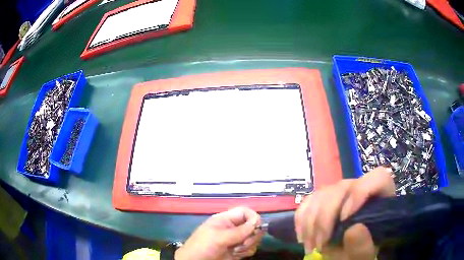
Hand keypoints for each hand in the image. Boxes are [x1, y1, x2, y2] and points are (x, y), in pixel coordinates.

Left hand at [175, 207, 263, 259]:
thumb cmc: (202, 246)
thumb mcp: (219, 237)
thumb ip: (239, 231)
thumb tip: (257, 222)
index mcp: (225, 220)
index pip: (245, 212)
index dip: (253, 218)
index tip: (256, 228)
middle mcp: (233, 228)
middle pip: (252, 226)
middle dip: (251, 235)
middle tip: (243, 243)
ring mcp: (235, 240)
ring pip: (253, 238)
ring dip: (248, 245)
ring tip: (236, 251)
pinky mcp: (238, 251)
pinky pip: (250, 249)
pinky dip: (246, 252)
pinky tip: (236, 255)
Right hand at [295, 167, 395, 259]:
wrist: (345, 253)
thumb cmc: (359, 252)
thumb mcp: (363, 255)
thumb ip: (363, 246)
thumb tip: (354, 229)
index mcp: (380, 198)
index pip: (378, 178)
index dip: (360, 193)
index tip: (345, 220)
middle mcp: (360, 188)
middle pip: (342, 188)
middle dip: (326, 220)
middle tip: (320, 245)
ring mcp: (340, 191)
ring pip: (321, 194)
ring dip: (311, 224)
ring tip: (311, 246)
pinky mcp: (322, 198)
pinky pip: (308, 201)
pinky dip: (301, 220)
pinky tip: (303, 237)